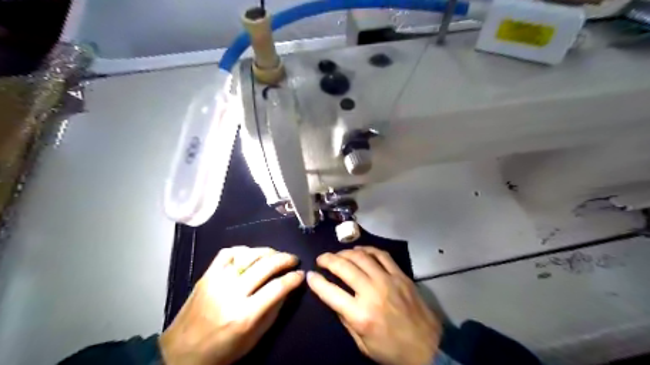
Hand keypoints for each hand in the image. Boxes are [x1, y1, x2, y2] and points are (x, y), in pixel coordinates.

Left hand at [161, 245, 305, 364]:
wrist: (180, 353)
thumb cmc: (222, 351)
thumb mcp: (254, 338)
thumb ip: (273, 311)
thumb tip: (288, 288)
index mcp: (245, 315)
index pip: (277, 287)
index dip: (294, 278)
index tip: (301, 274)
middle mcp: (231, 294)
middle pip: (266, 266)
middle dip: (285, 259)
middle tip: (293, 259)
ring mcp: (217, 281)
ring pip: (248, 255)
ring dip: (267, 252)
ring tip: (275, 255)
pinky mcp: (206, 275)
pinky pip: (227, 253)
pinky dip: (243, 250)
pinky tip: (251, 255)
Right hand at [307, 246, 442, 364]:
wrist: (429, 348)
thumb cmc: (393, 351)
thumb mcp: (363, 345)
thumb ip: (346, 320)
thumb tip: (334, 299)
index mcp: (360, 315)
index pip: (330, 292)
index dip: (316, 282)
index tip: (310, 275)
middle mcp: (372, 292)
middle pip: (344, 267)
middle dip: (327, 260)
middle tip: (321, 259)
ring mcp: (388, 280)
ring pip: (361, 257)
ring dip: (345, 252)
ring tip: (338, 254)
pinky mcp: (400, 275)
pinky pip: (381, 255)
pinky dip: (368, 249)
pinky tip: (359, 250)